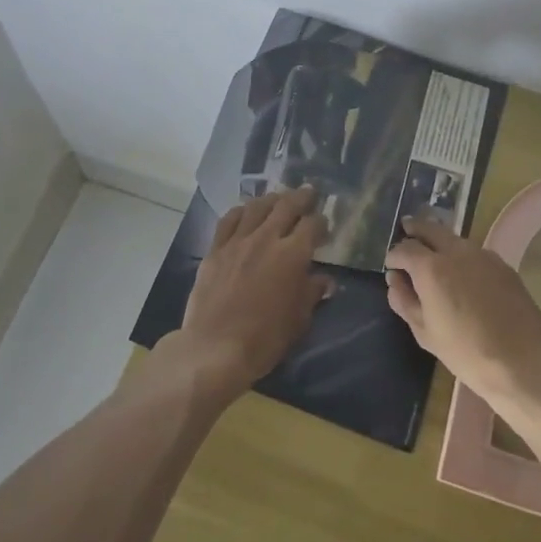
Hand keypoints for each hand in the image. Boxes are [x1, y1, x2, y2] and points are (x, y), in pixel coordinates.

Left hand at [171, 186, 331, 401]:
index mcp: (292, 255)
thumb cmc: (264, 339)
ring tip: (279, 198)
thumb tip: (325, 280)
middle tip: (309, 192)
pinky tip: (245, 211)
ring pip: (257, 207)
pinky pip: (229, 220)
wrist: (215, 348)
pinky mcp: (215, 249)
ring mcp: (238, 241)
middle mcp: (266, 239)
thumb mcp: (299, 320)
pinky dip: (241, 211)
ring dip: (271, 199)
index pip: (312, 225)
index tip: (324, 225)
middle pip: (286, 206)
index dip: (321, 222)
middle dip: (301, 197)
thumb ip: (312, 293)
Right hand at [384, 216, 540, 413]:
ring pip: (454, 238)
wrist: (523, 362)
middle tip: (406, 231)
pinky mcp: (503, 265)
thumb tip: (395, 280)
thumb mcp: (425, 333)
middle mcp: (456, 251)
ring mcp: (483, 255)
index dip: (394, 255)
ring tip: (434, 255)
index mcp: (431, 268)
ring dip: (440, 241)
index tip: (392, 265)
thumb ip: (404, 301)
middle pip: (430, 228)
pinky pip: (475, 252)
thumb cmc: (466, 352)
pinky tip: (464, 274)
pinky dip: (462, 255)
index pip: (405, 248)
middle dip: (415, 229)